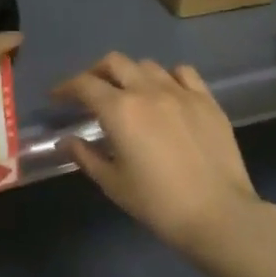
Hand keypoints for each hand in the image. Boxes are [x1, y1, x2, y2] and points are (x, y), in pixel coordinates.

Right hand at [52, 53, 264, 255]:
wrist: (218, 214)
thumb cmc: (158, 203)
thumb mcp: (114, 183)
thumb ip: (86, 156)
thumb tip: (67, 140)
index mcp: (120, 110)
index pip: (85, 85)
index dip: (66, 88)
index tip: (57, 97)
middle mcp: (148, 91)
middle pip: (115, 62)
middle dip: (96, 72)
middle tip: (90, 92)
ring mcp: (181, 92)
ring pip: (148, 65)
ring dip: (130, 74)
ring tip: (128, 93)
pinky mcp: (207, 100)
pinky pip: (183, 73)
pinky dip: (167, 77)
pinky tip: (166, 93)